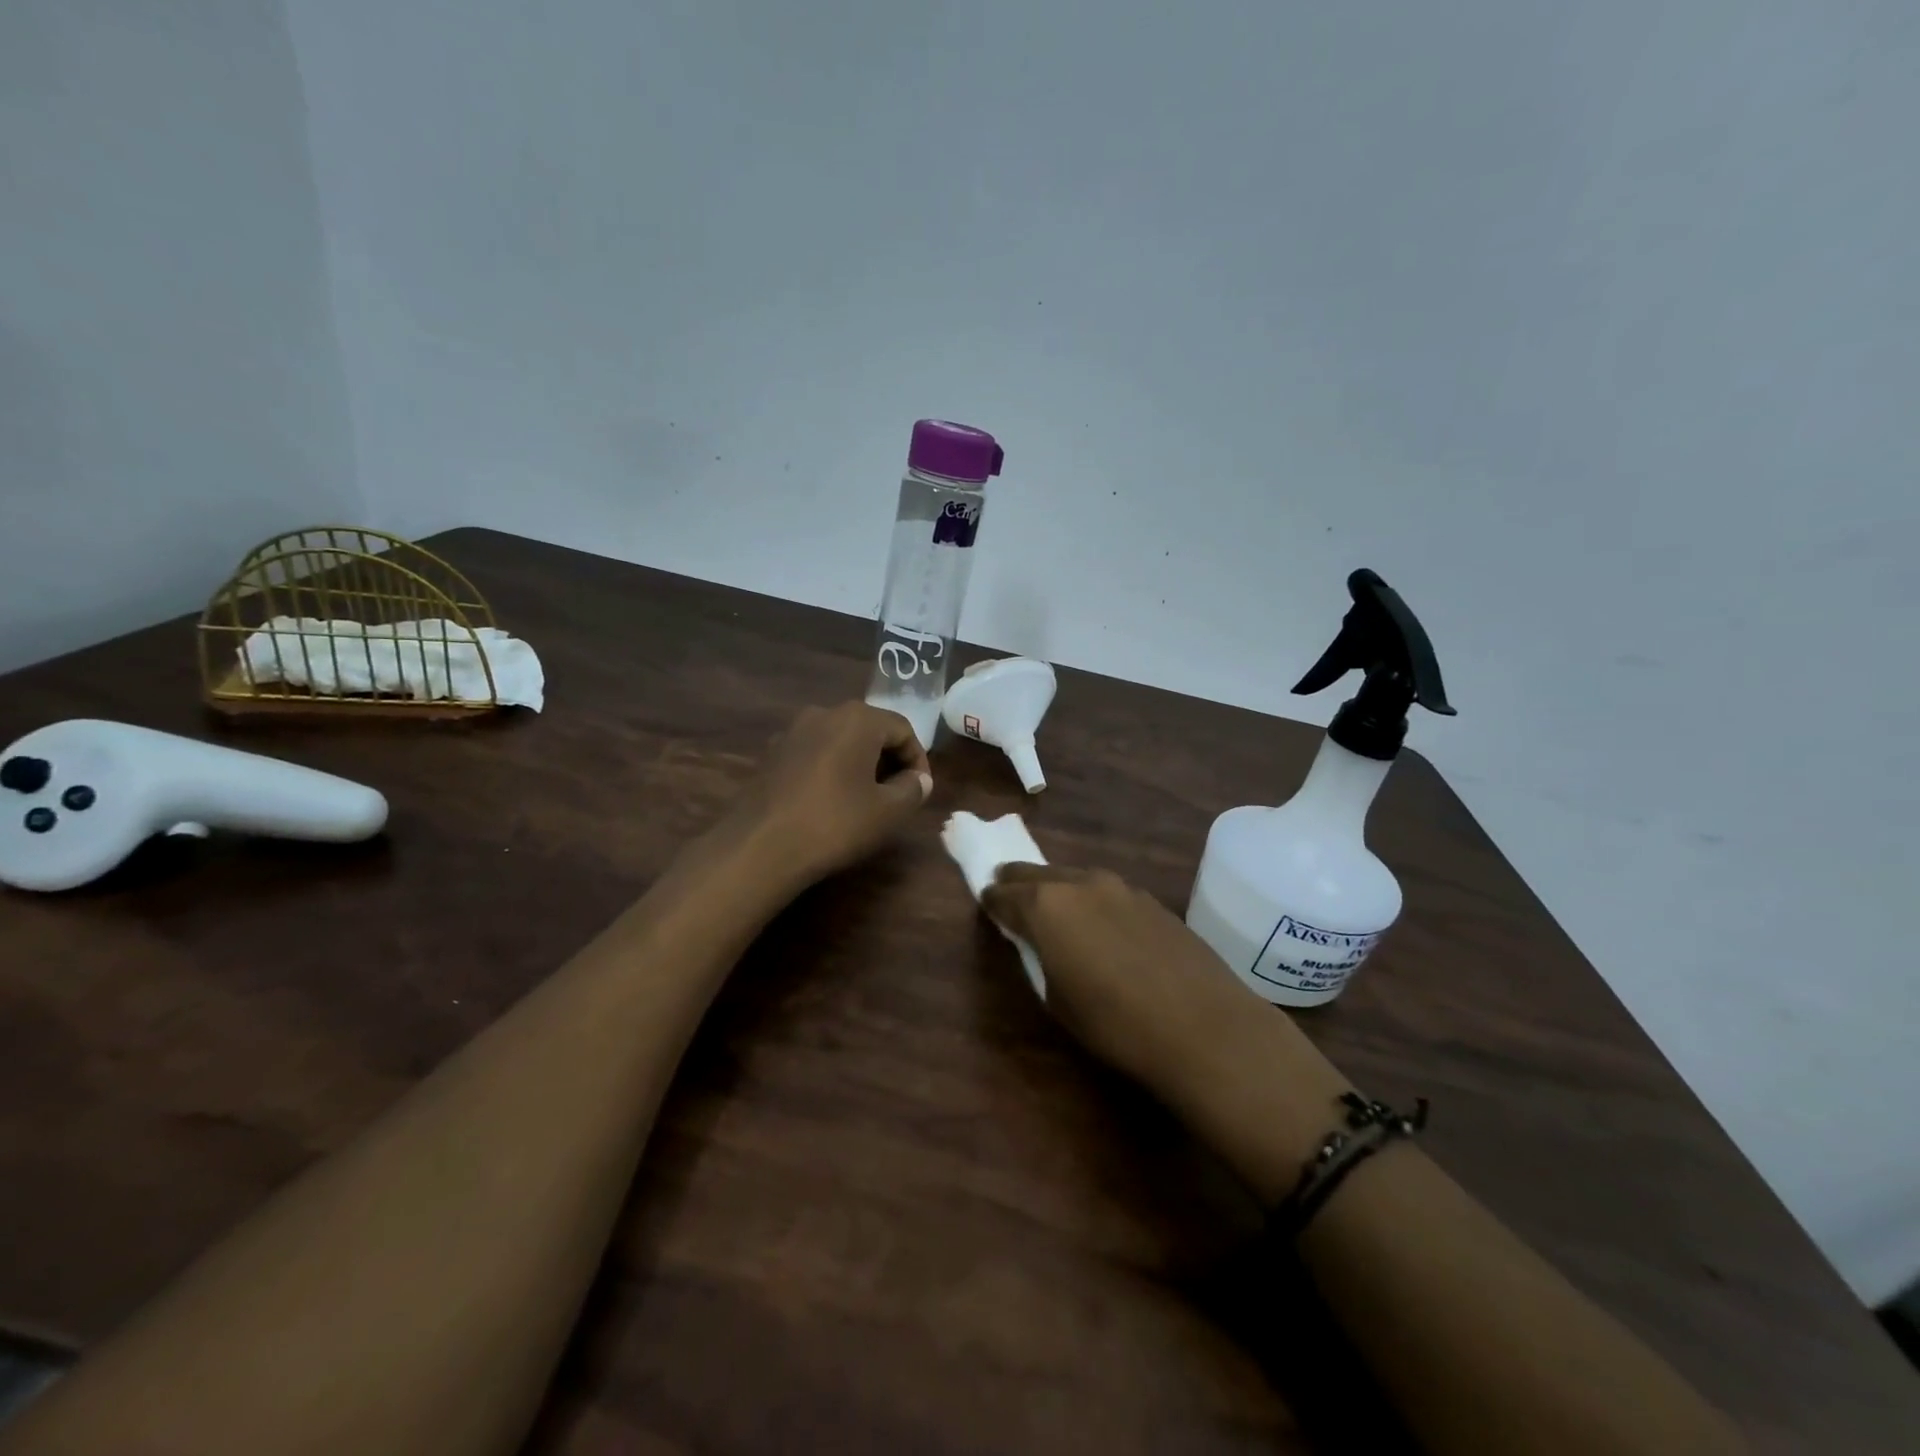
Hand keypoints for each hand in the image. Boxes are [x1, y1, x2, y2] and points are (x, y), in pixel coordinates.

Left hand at [731, 702, 932, 888]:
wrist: (760, 846)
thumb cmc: (835, 823)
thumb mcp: (888, 811)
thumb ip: (912, 789)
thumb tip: (918, 780)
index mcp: (857, 718)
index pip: (903, 729)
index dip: (918, 760)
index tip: (920, 791)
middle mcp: (824, 713)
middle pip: (870, 730)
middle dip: (889, 760)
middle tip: (898, 794)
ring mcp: (792, 732)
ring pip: (840, 741)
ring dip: (859, 765)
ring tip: (866, 799)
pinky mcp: (771, 754)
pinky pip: (814, 754)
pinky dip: (831, 770)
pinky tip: (830, 802)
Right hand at [981, 864, 1251, 1087]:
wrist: (1202, 1026)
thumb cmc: (1115, 1023)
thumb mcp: (1057, 1000)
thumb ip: (1040, 959)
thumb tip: (1038, 943)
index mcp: (1046, 906)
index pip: (1004, 895)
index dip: (991, 901)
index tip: (985, 904)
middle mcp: (1079, 884)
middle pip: (1036, 873)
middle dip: (1017, 881)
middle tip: (1005, 888)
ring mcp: (1119, 887)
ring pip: (1074, 877)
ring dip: (1056, 887)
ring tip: (1053, 906)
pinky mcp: (1150, 900)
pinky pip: (1106, 891)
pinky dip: (1091, 899)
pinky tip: (1100, 923)